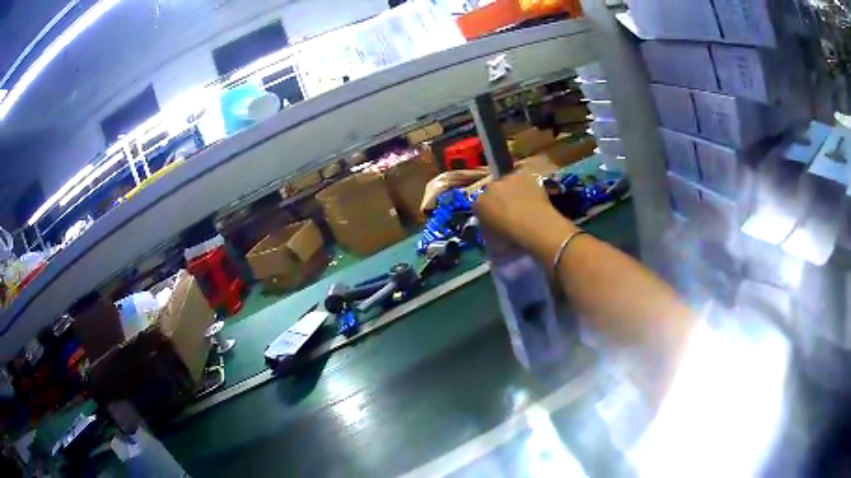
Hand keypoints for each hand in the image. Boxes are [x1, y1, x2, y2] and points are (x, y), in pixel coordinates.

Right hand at [474, 172, 576, 258]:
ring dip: (512, 191)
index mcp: (479, 203)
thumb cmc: (512, 239)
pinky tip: (533, 198)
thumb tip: (491, 231)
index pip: (479, 206)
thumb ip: (489, 232)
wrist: (536, 226)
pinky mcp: (525, 175)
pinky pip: (523, 181)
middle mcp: (490, 187)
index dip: (487, 214)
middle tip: (510, 213)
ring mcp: (508, 179)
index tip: (495, 221)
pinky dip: (526, 187)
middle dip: (498, 200)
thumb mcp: (493, 243)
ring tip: (524, 205)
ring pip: (507, 184)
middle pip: (492, 192)